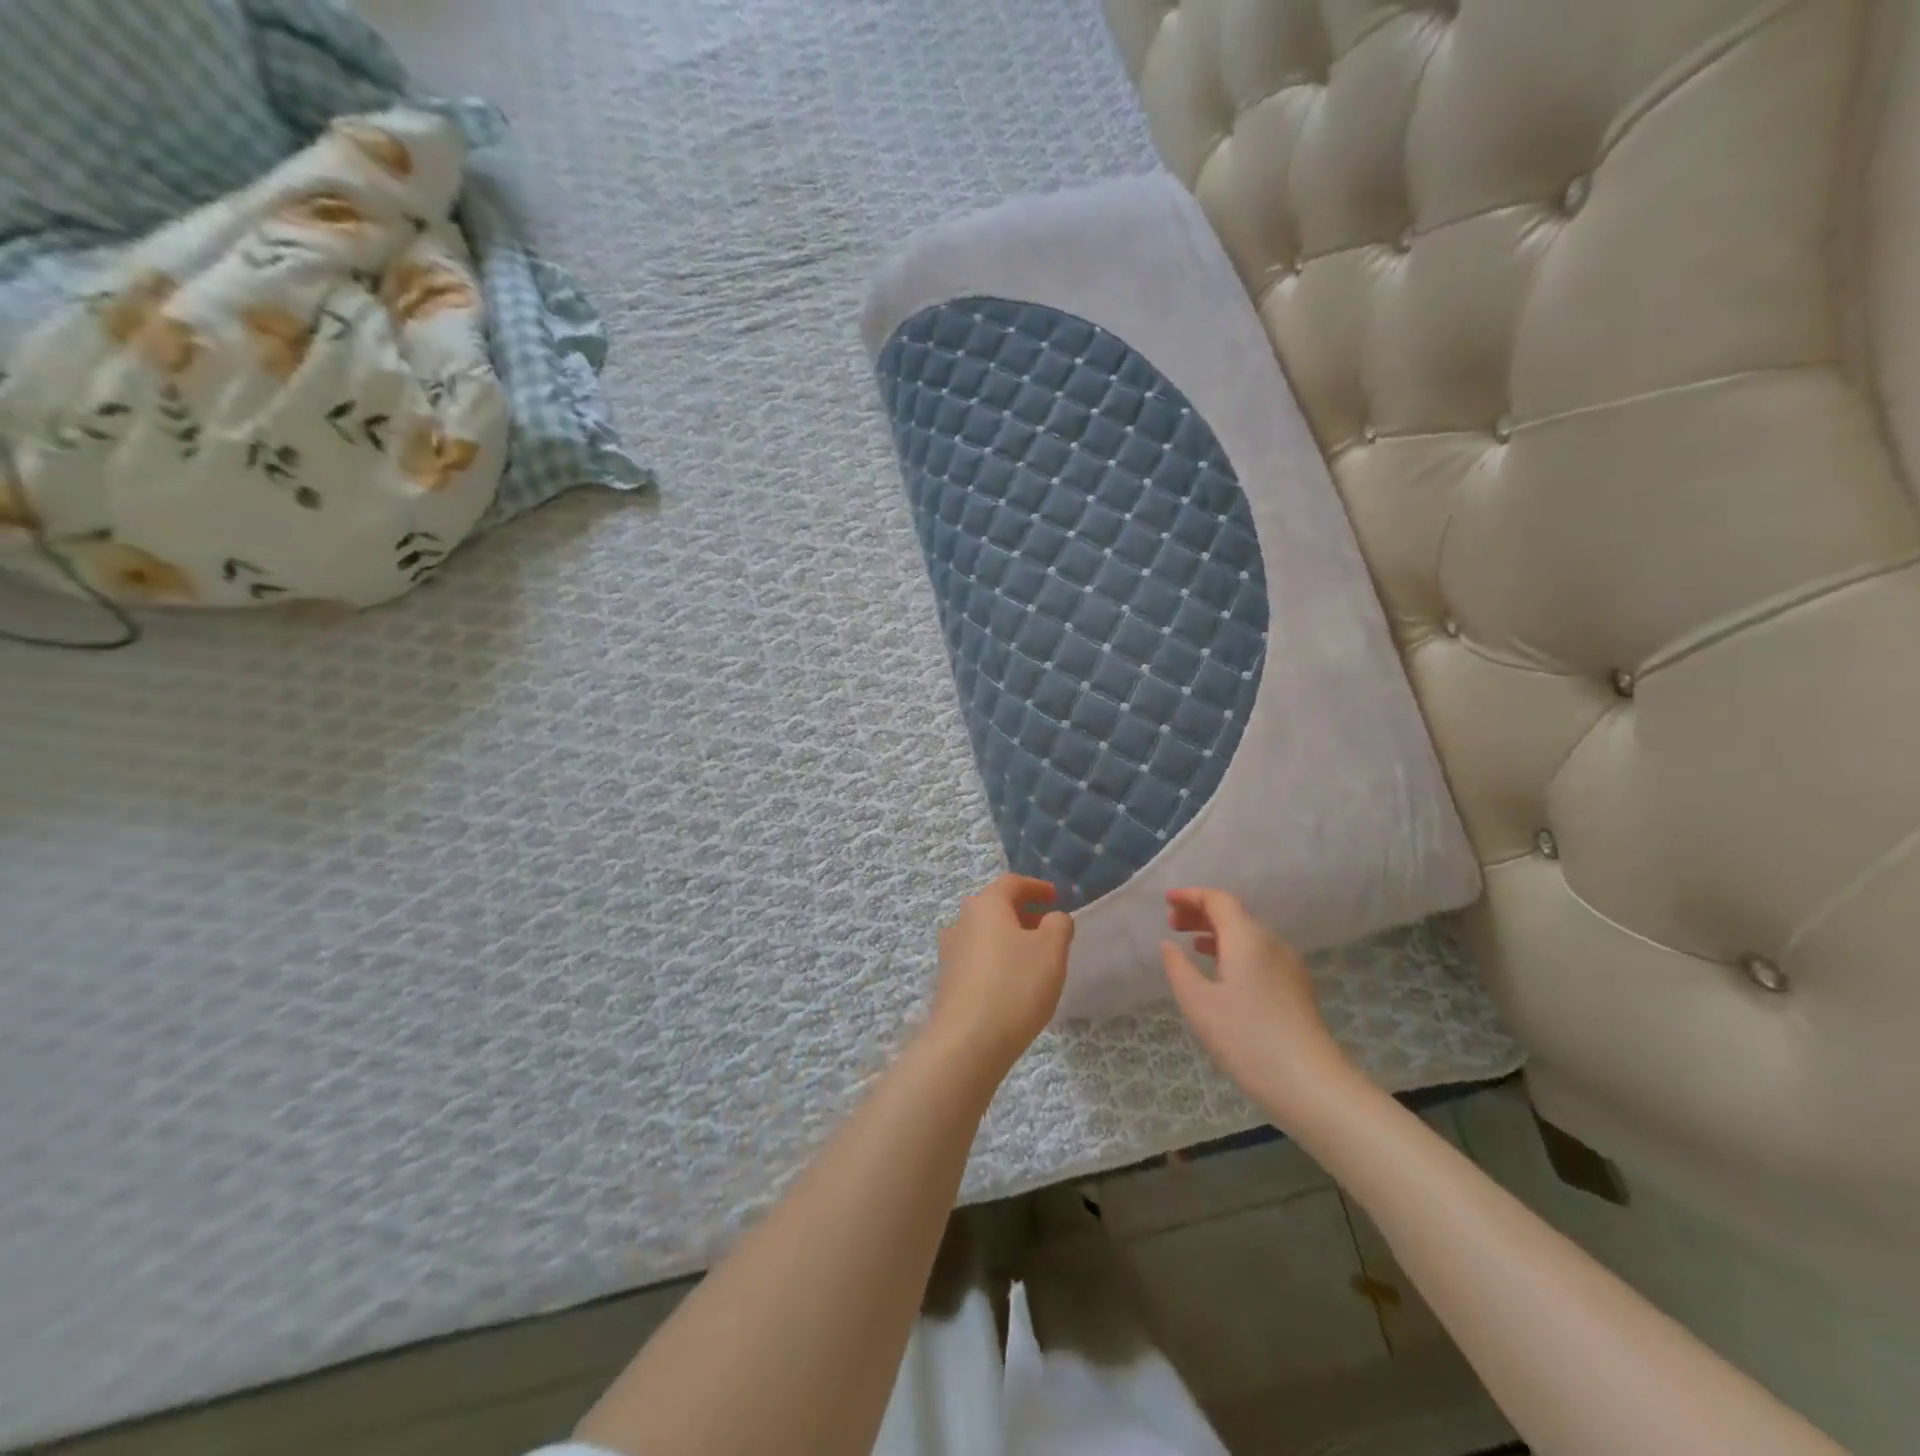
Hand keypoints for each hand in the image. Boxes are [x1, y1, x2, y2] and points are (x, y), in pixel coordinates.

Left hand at [929, 874, 1073, 1076]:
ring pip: (984, 935)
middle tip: (1047, 928)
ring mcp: (950, 953)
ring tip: (1033, 959)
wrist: (967, 1042)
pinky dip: (997, 961)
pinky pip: (977, 960)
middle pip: (994, 908)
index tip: (1054, 897)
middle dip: (1022, 914)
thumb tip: (1053, 918)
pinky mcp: (947, 982)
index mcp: (985, 905)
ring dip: (1009, 939)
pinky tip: (1012, 984)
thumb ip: (1058, 925)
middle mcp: (961, 922)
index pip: (1011, 884)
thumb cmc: (1015, 985)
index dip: (1035, 887)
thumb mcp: (1051, 950)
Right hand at [1160, 888, 1351, 1122]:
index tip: (1167, 901)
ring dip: (1217, 932)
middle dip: (1201, 913)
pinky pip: (1260, 954)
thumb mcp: (1198, 1002)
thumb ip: (1178, 968)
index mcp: (1247, 938)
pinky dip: (1234, 950)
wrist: (1309, 1083)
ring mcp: (1288, 965)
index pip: (1218, 900)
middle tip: (1172, 923)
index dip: (1191, 896)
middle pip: (1234, 914)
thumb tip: (1170, 945)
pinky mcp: (1296, 988)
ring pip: (1248, 935)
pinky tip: (1222, 972)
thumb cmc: (1245, 1038)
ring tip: (1191, 944)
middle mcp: (1271, 943)